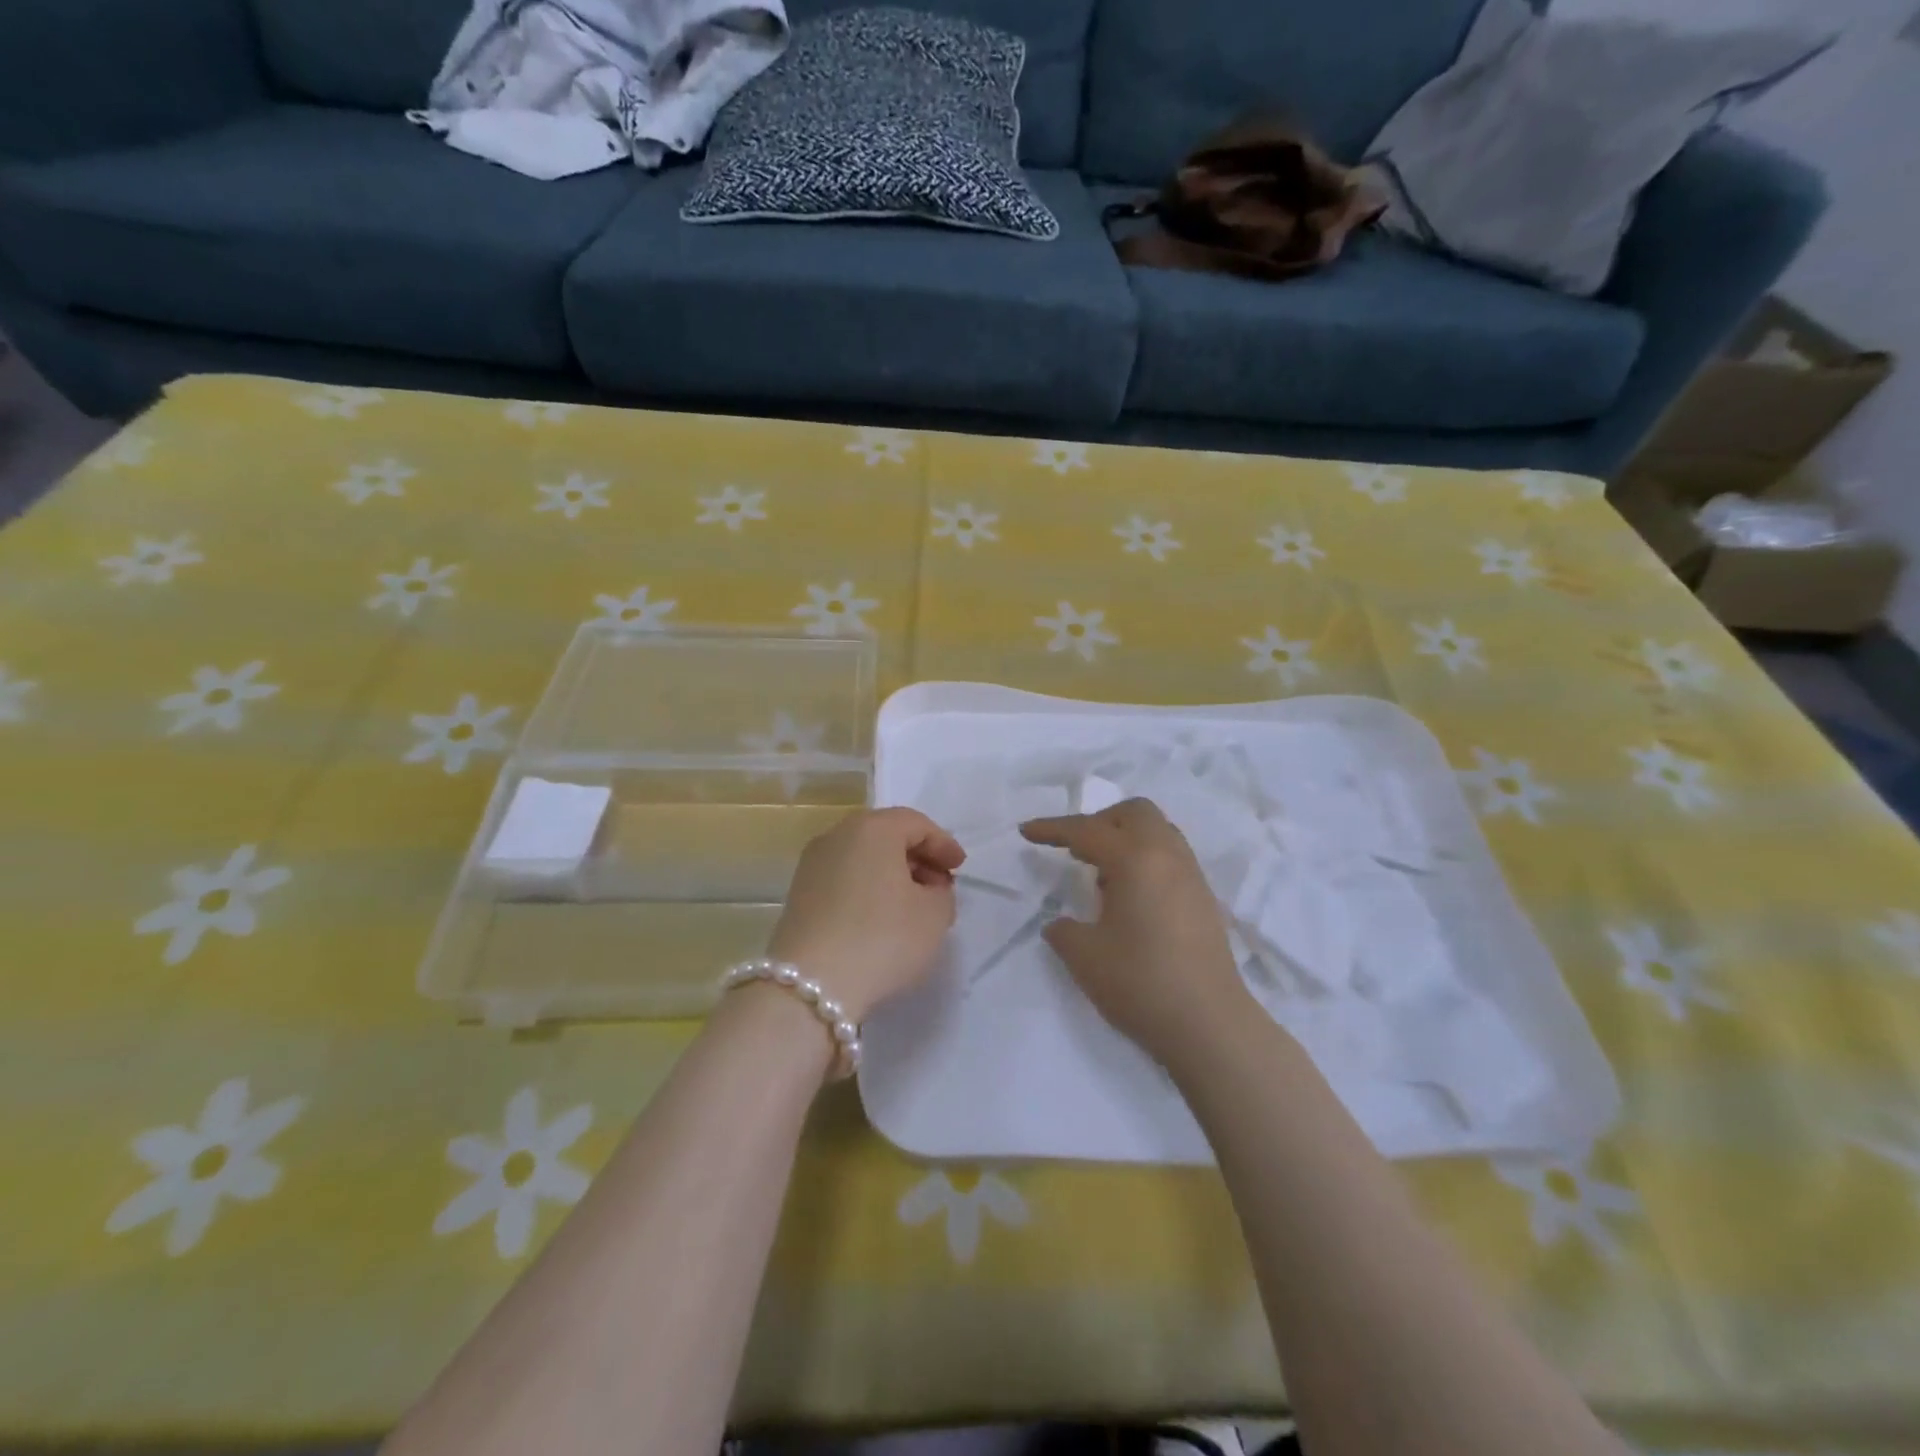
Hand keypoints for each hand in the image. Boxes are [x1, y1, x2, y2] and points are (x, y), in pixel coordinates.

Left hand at [768, 807, 964, 1022]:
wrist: (810, 985)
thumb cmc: (882, 938)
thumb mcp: (933, 915)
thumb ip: (941, 893)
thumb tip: (929, 889)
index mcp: (872, 828)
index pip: (916, 824)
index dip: (943, 844)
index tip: (960, 868)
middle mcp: (837, 835)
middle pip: (886, 836)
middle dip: (917, 858)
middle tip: (940, 886)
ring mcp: (812, 864)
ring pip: (863, 858)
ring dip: (891, 875)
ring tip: (913, 906)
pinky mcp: (799, 894)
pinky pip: (844, 879)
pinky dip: (868, 889)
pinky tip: (881, 918)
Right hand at [1022, 799, 1253, 1068]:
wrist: (1209, 1023)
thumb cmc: (1141, 983)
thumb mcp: (1084, 956)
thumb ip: (1064, 930)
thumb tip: (1062, 923)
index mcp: (1135, 859)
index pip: (1087, 830)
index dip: (1052, 829)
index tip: (1026, 832)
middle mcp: (1167, 855)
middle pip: (1133, 813)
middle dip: (1098, 822)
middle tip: (1075, 850)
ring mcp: (1191, 875)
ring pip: (1157, 831)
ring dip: (1125, 839)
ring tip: (1102, 875)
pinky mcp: (1203, 897)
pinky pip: (1170, 856)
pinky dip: (1145, 859)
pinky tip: (1130, 897)